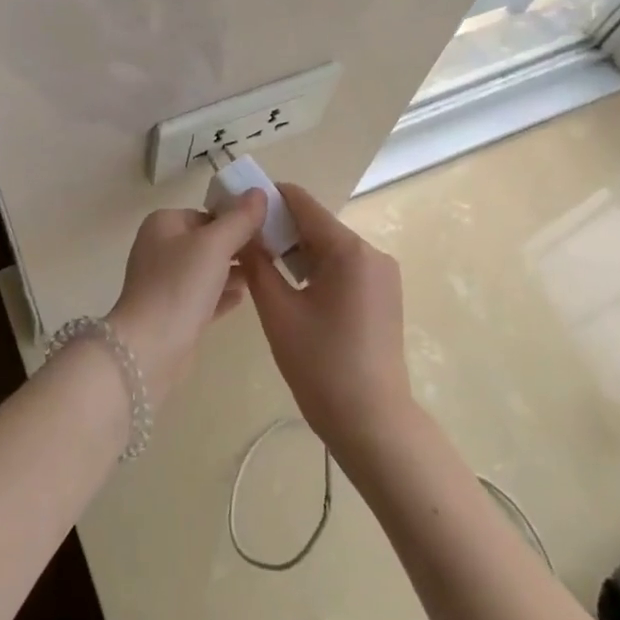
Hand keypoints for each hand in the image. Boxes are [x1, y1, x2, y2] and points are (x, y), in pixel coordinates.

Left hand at [107, 191, 266, 406]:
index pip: (208, 214)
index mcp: (164, 224)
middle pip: (207, 242)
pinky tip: (244, 298)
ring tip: (264, 276)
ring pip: (206, 270)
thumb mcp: (215, 245)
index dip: (237, 221)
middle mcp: (160, 248)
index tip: (267, 232)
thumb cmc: (180, 285)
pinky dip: (222, 295)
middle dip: (237, 248)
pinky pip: (203, 296)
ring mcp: (164, 282)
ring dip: (232, 272)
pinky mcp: (172, 312)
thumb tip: (258, 192)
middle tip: (271, 255)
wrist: (150, 347)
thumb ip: (239, 219)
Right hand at [239, 183, 412, 454]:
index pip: (303, 203)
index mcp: (349, 250)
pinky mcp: (383, 295)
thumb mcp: (278, 311)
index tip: (237, 205)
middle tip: (241, 241)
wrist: (371, 422)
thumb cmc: (320, 365)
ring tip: (259, 264)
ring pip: (329, 248)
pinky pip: (343, 268)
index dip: (268, 198)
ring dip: (295, 251)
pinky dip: (315, 270)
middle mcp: (371, 253)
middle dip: (279, 229)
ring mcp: (382, 275)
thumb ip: (257, 264)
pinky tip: (290, 287)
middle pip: (317, 225)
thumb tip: (242, 233)